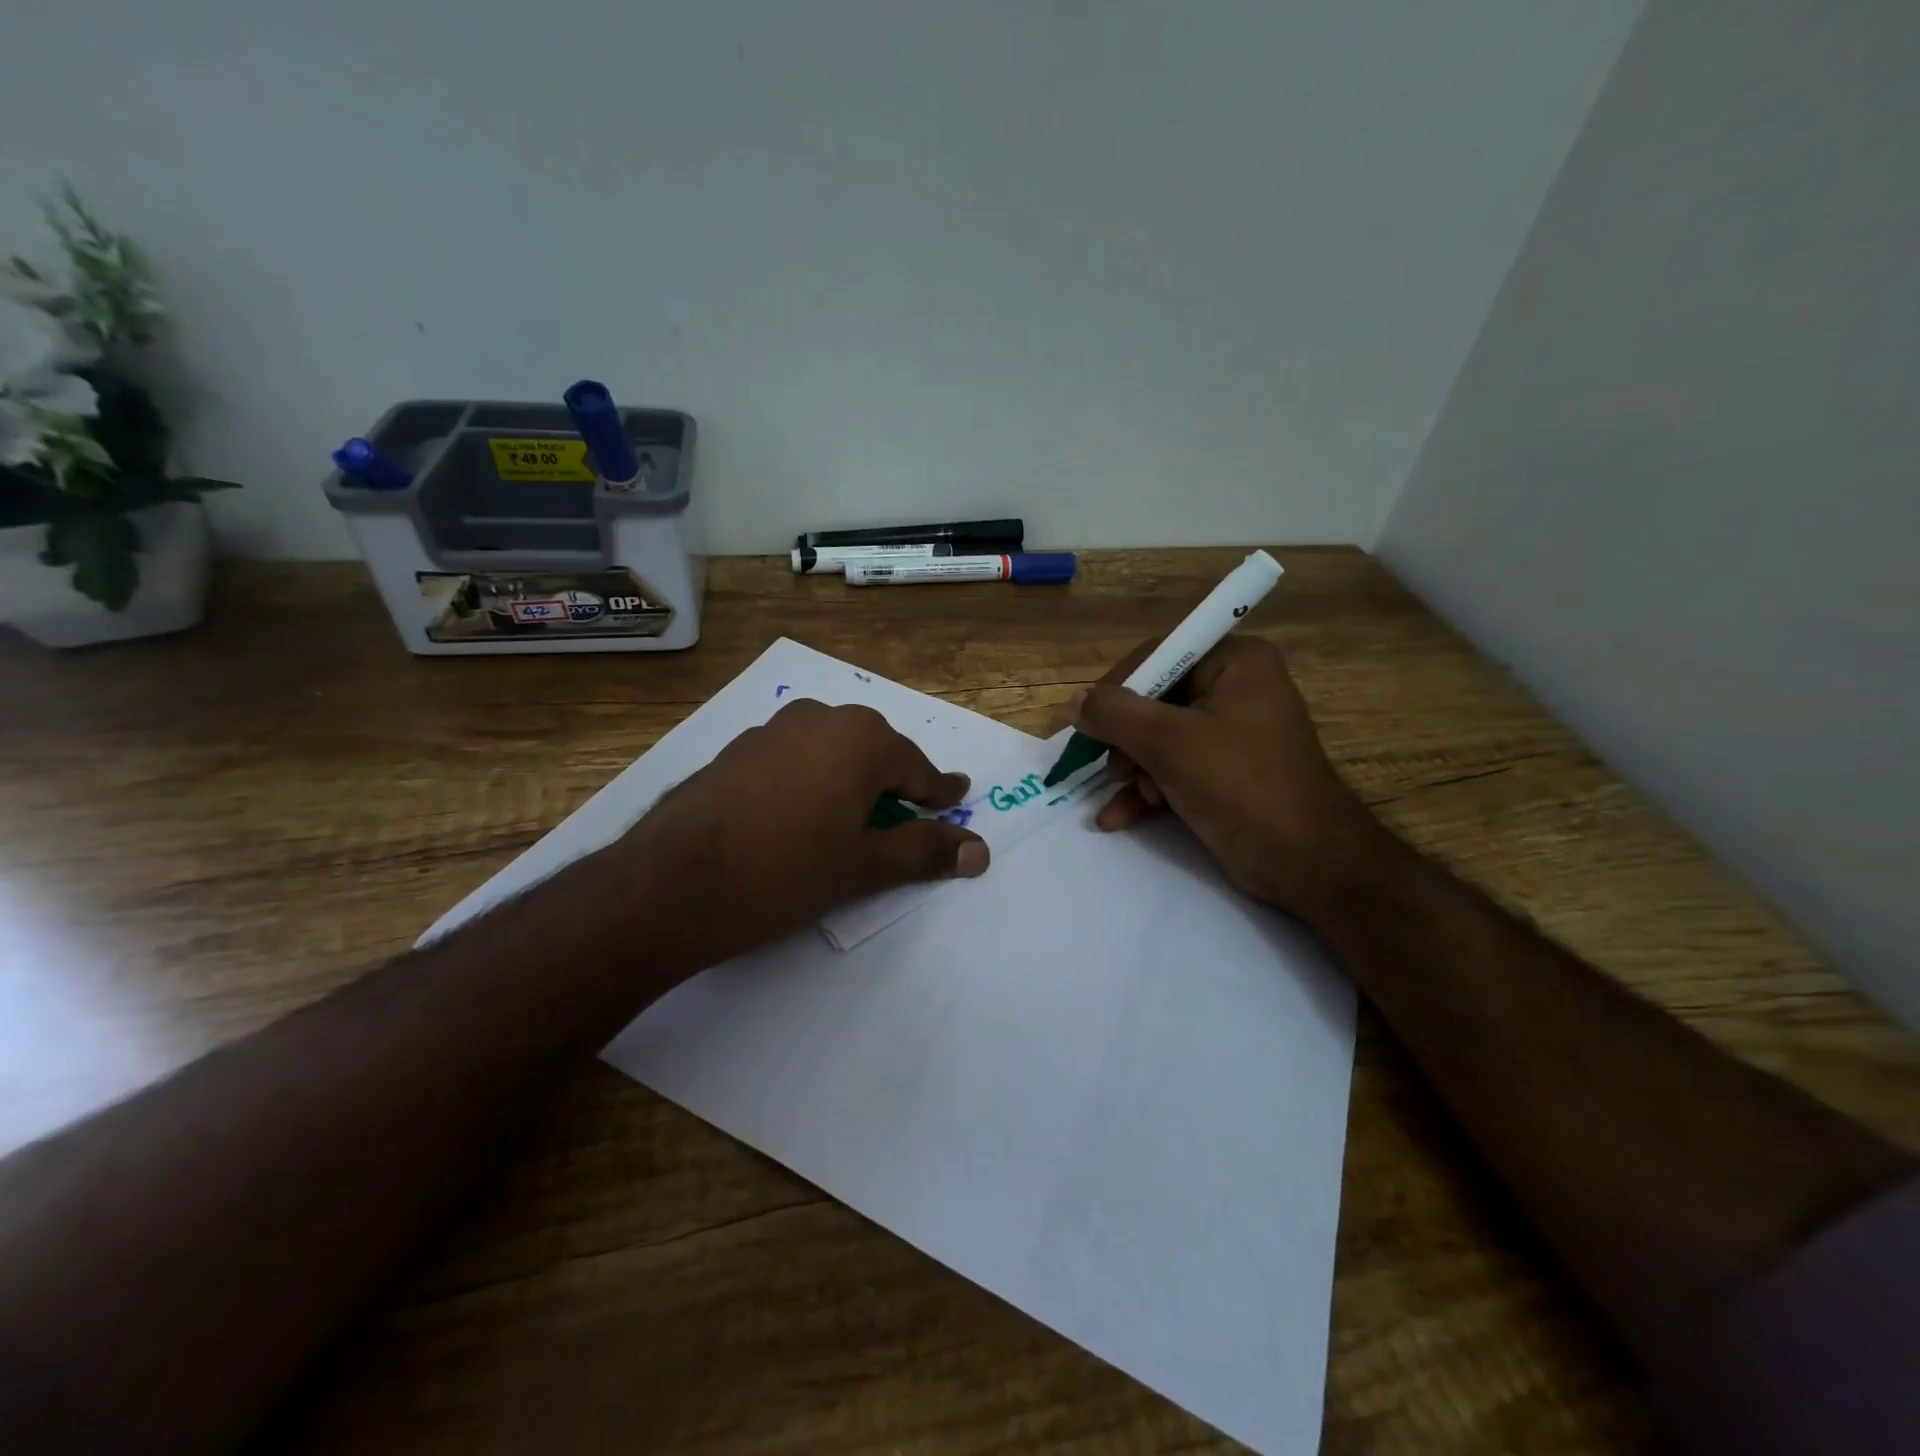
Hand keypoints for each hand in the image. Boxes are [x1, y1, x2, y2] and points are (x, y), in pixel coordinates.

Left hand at [610, 698, 988, 970]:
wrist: (669, 885)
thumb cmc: (784, 873)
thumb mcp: (863, 868)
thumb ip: (925, 853)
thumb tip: (980, 852)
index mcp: (860, 740)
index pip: (917, 769)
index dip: (939, 792)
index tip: (956, 797)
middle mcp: (819, 719)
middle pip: (874, 753)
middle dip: (893, 786)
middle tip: (904, 820)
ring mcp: (771, 730)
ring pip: (830, 752)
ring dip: (849, 781)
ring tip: (849, 822)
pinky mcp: (735, 751)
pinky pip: (793, 759)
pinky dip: (810, 782)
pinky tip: (796, 817)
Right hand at [1075, 636, 1384, 917]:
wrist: (1309, 864)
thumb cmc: (1241, 787)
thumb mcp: (1170, 744)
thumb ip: (1115, 715)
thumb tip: (1074, 702)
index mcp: (1236, 663)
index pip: (1160, 655)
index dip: (1118, 686)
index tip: (1087, 721)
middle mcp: (1236, 688)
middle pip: (1156, 699)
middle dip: (1127, 739)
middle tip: (1114, 768)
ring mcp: (1232, 733)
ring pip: (1160, 738)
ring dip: (1134, 769)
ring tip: (1129, 797)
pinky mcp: (1227, 772)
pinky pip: (1174, 767)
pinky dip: (1146, 790)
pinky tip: (1117, 817)